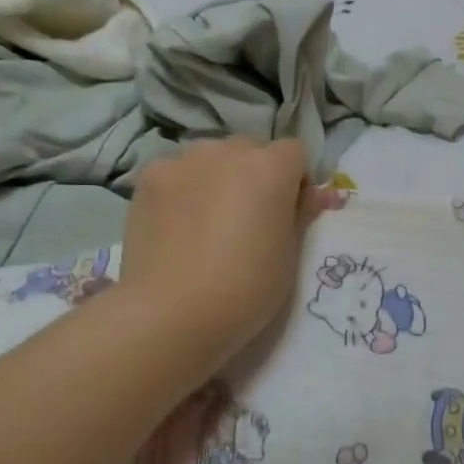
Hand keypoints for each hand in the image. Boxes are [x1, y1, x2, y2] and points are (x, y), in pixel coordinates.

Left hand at [116, 137, 338, 370]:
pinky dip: (182, 188)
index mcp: (271, 167)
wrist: (171, 313)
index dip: (295, 180)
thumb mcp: (290, 254)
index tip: (288, 212)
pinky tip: (176, 224)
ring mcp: (184, 161)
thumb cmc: (246, 288)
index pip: (294, 152)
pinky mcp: (149, 178)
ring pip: (210, 157)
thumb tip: (314, 196)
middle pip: (250, 150)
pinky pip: (176, 172)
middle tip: (247, 217)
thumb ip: (300, 214)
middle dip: (254, 174)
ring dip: (216, 176)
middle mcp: (228, 151)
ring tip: (206, 220)